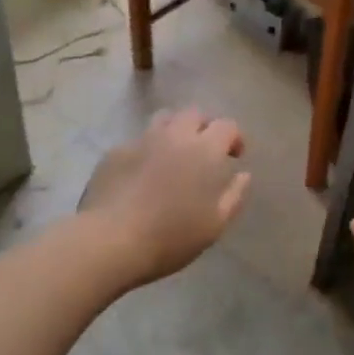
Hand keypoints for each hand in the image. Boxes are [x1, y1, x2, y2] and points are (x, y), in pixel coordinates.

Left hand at [79, 107, 250, 288]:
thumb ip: (234, 195)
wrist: (110, 240)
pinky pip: (138, 141)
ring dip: (175, 130)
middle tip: (205, 151)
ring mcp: (141, 140)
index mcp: (204, 150)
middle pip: (194, 114)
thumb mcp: (214, 225)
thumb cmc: (171, 236)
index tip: (234, 156)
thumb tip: (243, 174)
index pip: (227, 125)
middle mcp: (174, 135)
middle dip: (204, 127)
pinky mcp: (115, 152)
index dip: (234, 137)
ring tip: (174, 154)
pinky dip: (147, 150)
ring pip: (163, 119)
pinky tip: (142, 174)